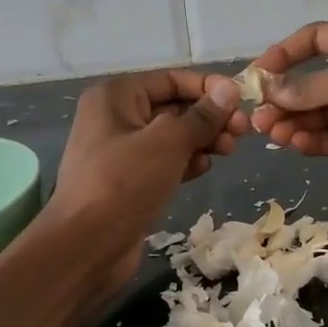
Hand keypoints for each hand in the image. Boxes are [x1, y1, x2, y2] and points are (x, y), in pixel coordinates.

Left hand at [50, 70, 247, 284]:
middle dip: (209, 117)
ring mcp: (123, 152)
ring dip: (203, 140)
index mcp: (117, 96)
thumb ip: (201, 116)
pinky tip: (203, 169)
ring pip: (174, 136)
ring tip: (227, 151)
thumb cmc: (123, 183)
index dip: (208, 87)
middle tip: (242, 132)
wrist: (85, 246)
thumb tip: (229, 89)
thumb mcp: (167, 142)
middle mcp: (117, 118)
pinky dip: (187, 162)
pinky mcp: (131, 181)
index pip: (171, 79)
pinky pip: (166, 161)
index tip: (242, 101)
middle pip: (174, 107)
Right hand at [247, 20, 327, 187]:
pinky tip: (297, 147)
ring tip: (272, 135)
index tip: (258, 75)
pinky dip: (319, 141)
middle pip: (318, 80)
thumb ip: (311, 87)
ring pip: (327, 112)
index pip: (317, 39)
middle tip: (260, 118)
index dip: (285, 53)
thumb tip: (271, 89)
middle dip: (288, 97)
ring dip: (299, 122)